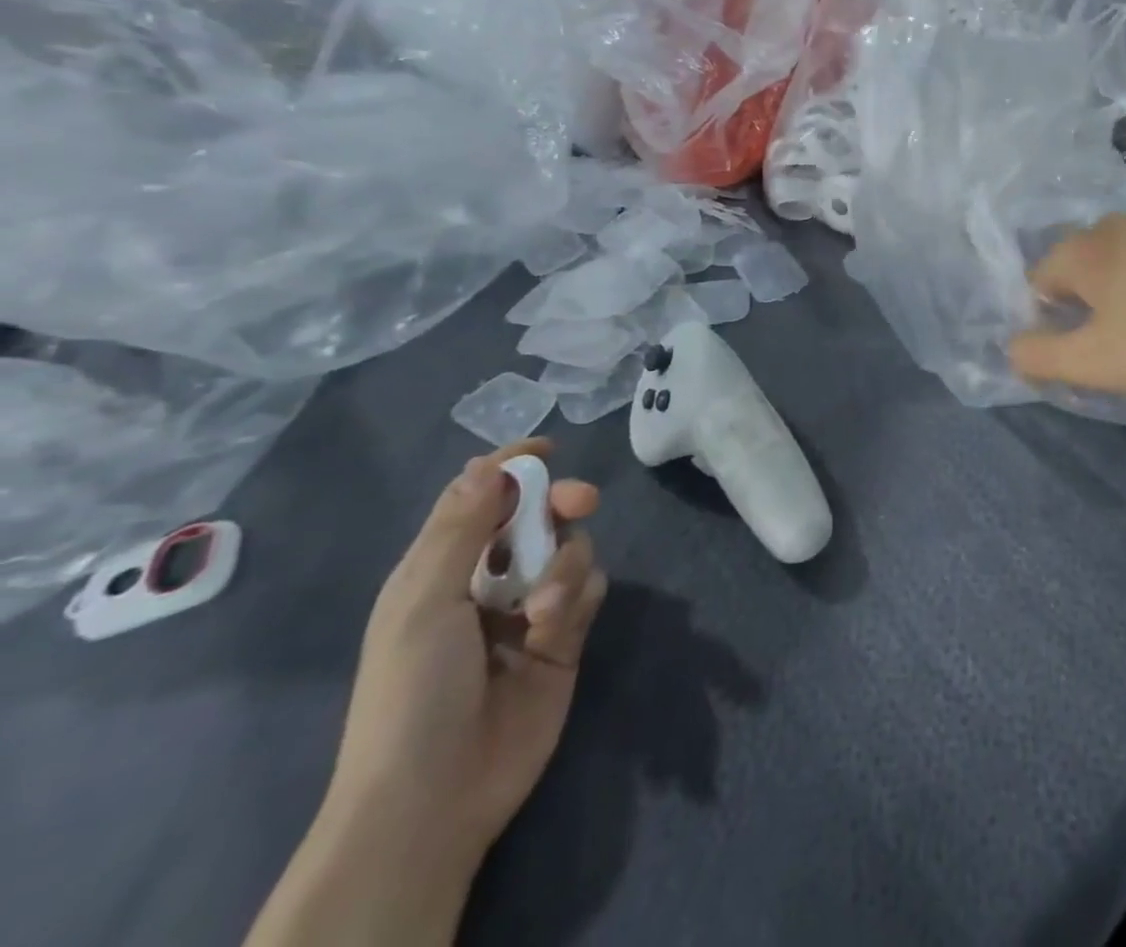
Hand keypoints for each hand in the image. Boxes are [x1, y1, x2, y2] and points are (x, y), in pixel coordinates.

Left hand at [324, 439, 607, 870]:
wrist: (432, 801)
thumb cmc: (411, 694)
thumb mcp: (423, 603)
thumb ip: (460, 528)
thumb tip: (488, 462)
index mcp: (441, 568)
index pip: (479, 497)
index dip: (510, 467)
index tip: (546, 449)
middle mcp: (488, 580)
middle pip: (537, 515)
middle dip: (560, 501)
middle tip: (580, 501)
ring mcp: (528, 610)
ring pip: (571, 550)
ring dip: (566, 565)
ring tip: (544, 609)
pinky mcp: (563, 639)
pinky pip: (590, 590)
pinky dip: (580, 597)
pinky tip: (556, 627)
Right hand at [1008, 215, 1125, 399]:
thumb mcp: (1091, 363)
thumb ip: (1036, 356)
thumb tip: (1014, 347)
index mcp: (1083, 248)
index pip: (1037, 283)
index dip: (1048, 323)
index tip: (1080, 354)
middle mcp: (1113, 226)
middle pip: (1076, 271)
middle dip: (1082, 309)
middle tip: (1111, 348)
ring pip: (1115, 266)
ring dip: (1117, 298)